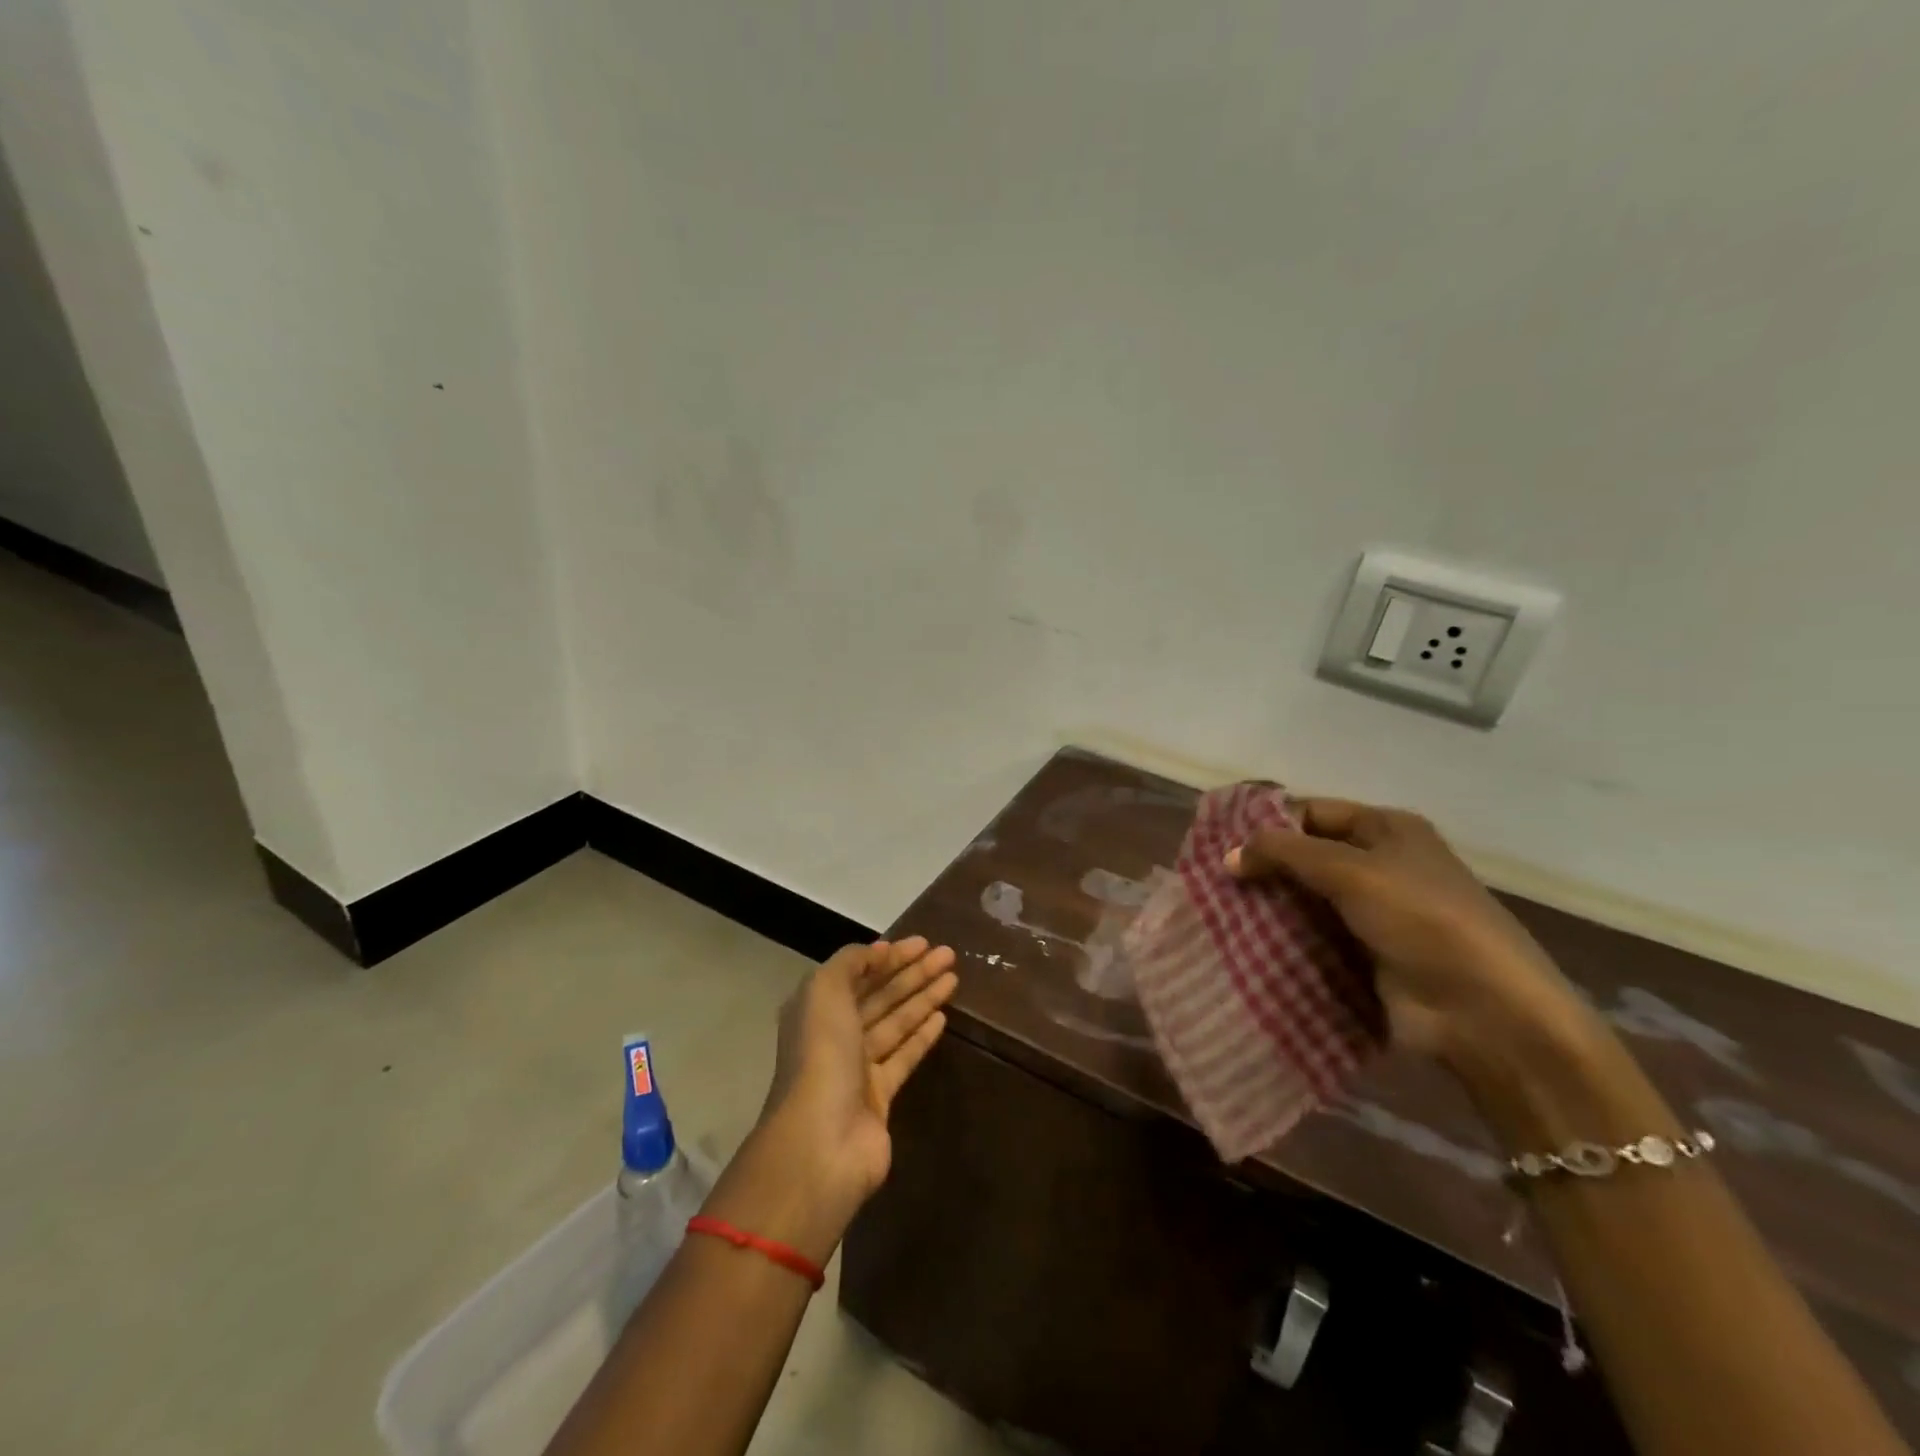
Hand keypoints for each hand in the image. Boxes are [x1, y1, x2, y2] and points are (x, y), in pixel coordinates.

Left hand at [708, 939, 956, 1263]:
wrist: (823, 1141)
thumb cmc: (822, 1056)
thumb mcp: (825, 992)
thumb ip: (851, 962)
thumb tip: (880, 951)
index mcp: (816, 1008)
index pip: (858, 972)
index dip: (889, 955)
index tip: (922, 942)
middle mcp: (835, 1034)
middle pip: (880, 995)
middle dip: (912, 973)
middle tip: (949, 954)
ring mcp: (858, 1067)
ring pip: (895, 1022)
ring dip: (923, 998)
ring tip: (953, 978)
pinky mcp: (880, 1096)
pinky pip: (904, 1056)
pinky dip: (922, 1035)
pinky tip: (943, 1017)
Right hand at [1227, 798, 1594, 1067]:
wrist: (1484, 1011)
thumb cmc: (1422, 919)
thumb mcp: (1351, 870)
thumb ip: (1286, 853)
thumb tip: (1229, 855)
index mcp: (1387, 829)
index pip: (1314, 811)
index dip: (1270, 822)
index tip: (1222, 841)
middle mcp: (1380, 865)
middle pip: (1308, 856)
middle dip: (1264, 866)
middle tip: (1212, 879)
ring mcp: (1374, 914)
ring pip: (1307, 900)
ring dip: (1270, 906)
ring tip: (1217, 911)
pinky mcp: (1366, 957)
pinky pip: (1315, 939)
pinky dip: (1285, 940)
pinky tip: (1245, 943)